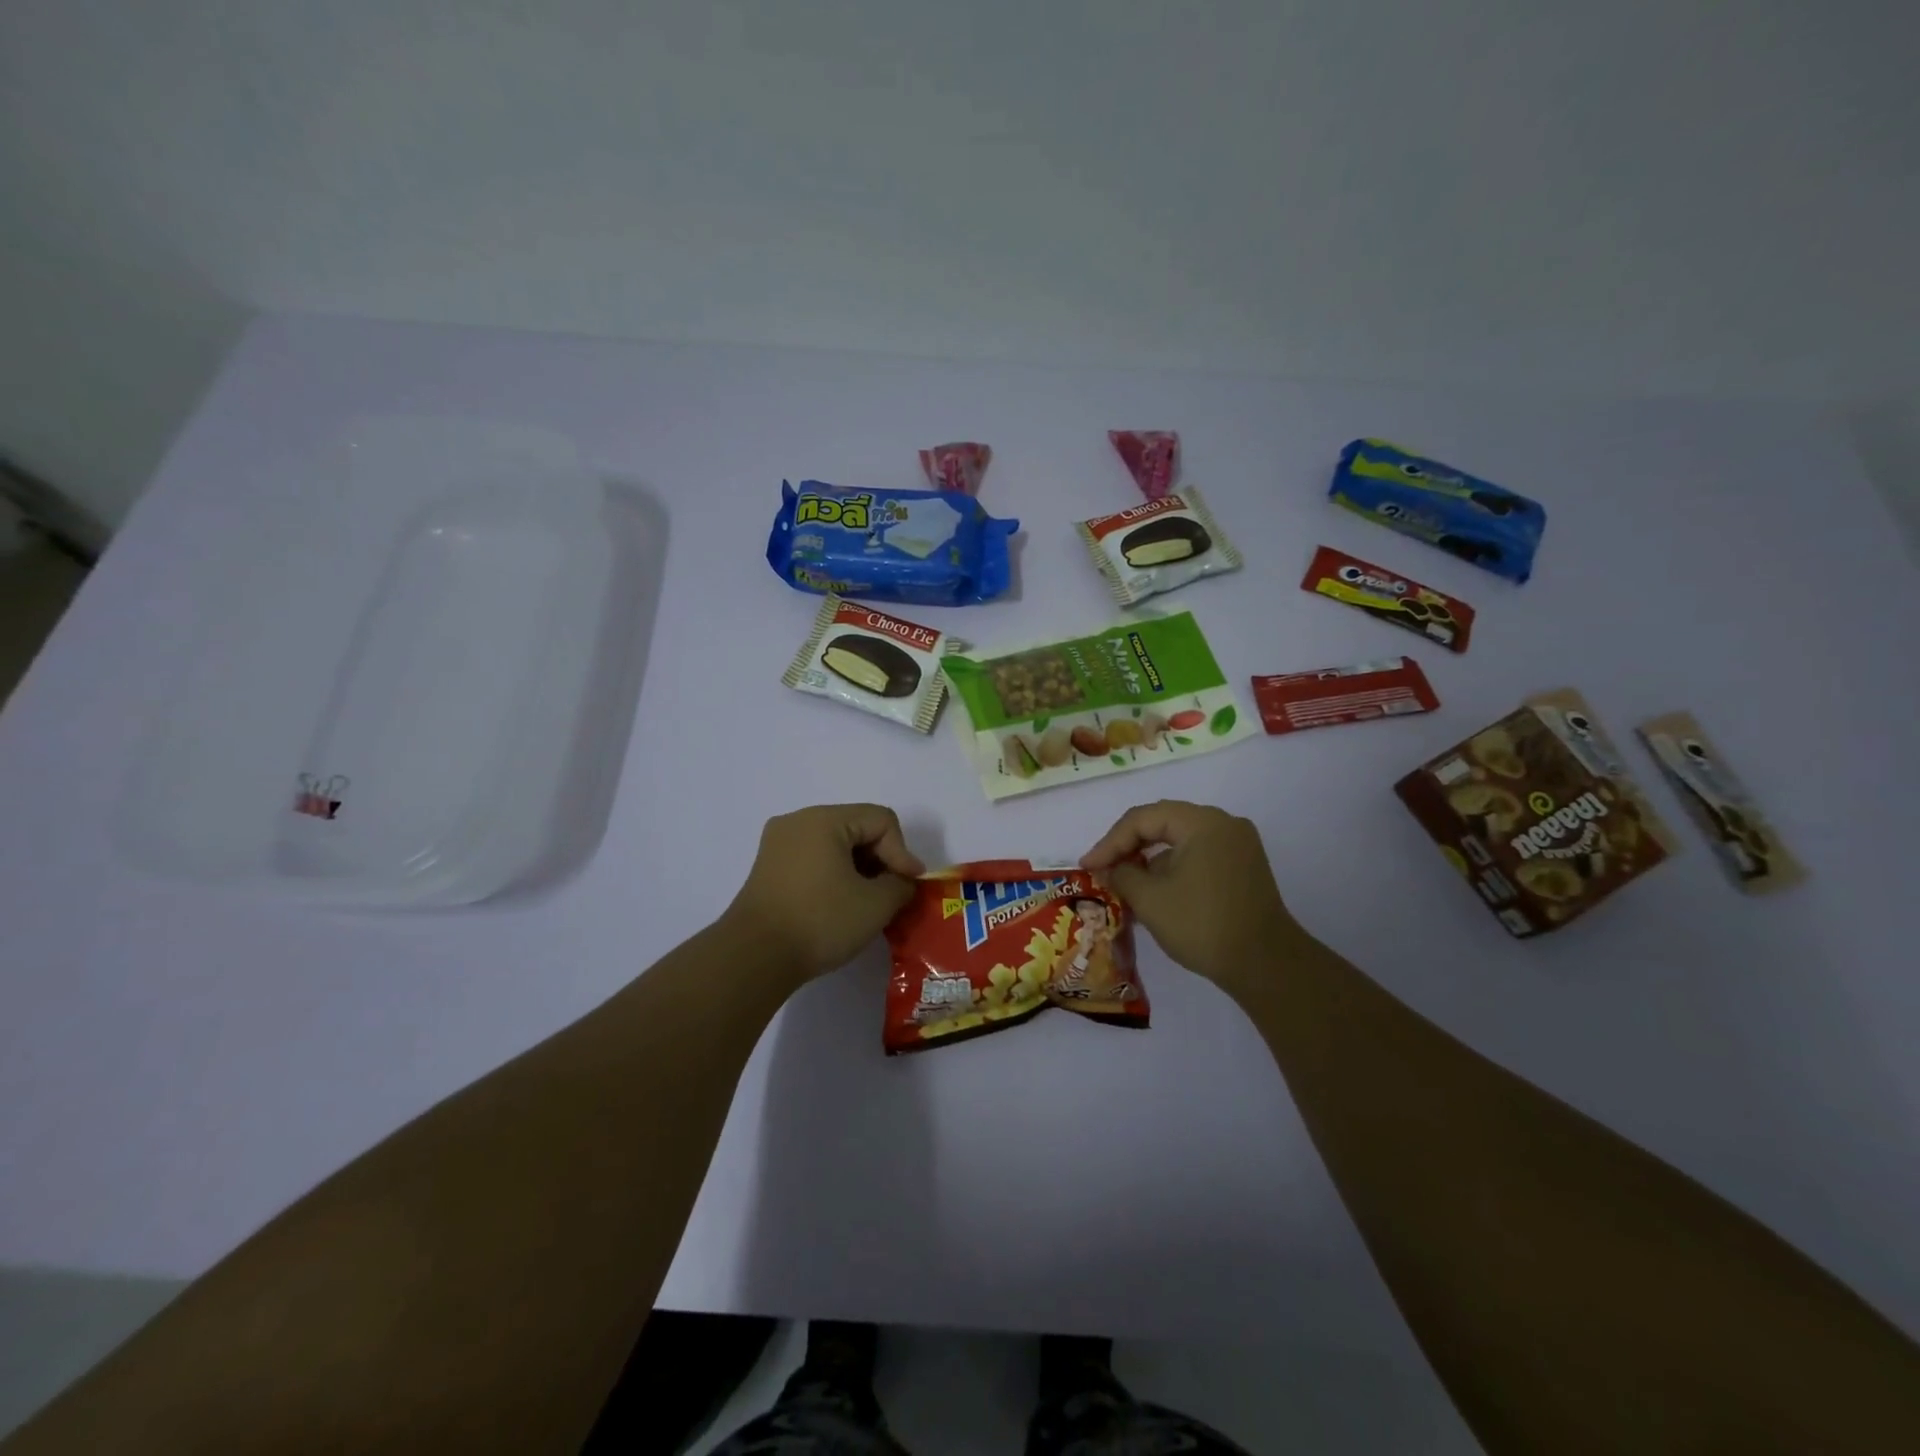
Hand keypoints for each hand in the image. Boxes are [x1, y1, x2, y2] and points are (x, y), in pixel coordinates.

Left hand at [722, 804, 923, 982]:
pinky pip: (814, 858)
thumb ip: (900, 885)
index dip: (902, 852)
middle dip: (881, 859)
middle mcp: (798, 821)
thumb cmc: (819, 921)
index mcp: (823, 819)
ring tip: (870, 901)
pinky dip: (835, 874)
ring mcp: (778, 844)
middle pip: (857, 827)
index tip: (909, 886)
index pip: (881, 820)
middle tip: (893, 893)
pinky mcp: (769, 868)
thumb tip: (901, 882)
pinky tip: (842, 904)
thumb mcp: (875, 904)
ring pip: (835, 844)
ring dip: (859, 869)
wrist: (754, 957)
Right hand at [1082, 801, 1300, 995]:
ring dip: (1150, 861)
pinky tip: (1154, 895)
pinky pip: (1198, 857)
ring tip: (1124, 886)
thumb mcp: (1150, 899)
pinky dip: (1173, 871)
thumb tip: (1109, 868)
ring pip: (1180, 842)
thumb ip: (1121, 875)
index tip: (1088, 867)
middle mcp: (1224, 824)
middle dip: (1128, 848)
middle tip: (1102, 869)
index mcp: (1202, 822)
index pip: (1143, 818)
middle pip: (1163, 824)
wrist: (1266, 965)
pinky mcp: (1243, 869)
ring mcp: (1238, 846)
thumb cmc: (1203, 925)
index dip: (1110, 842)